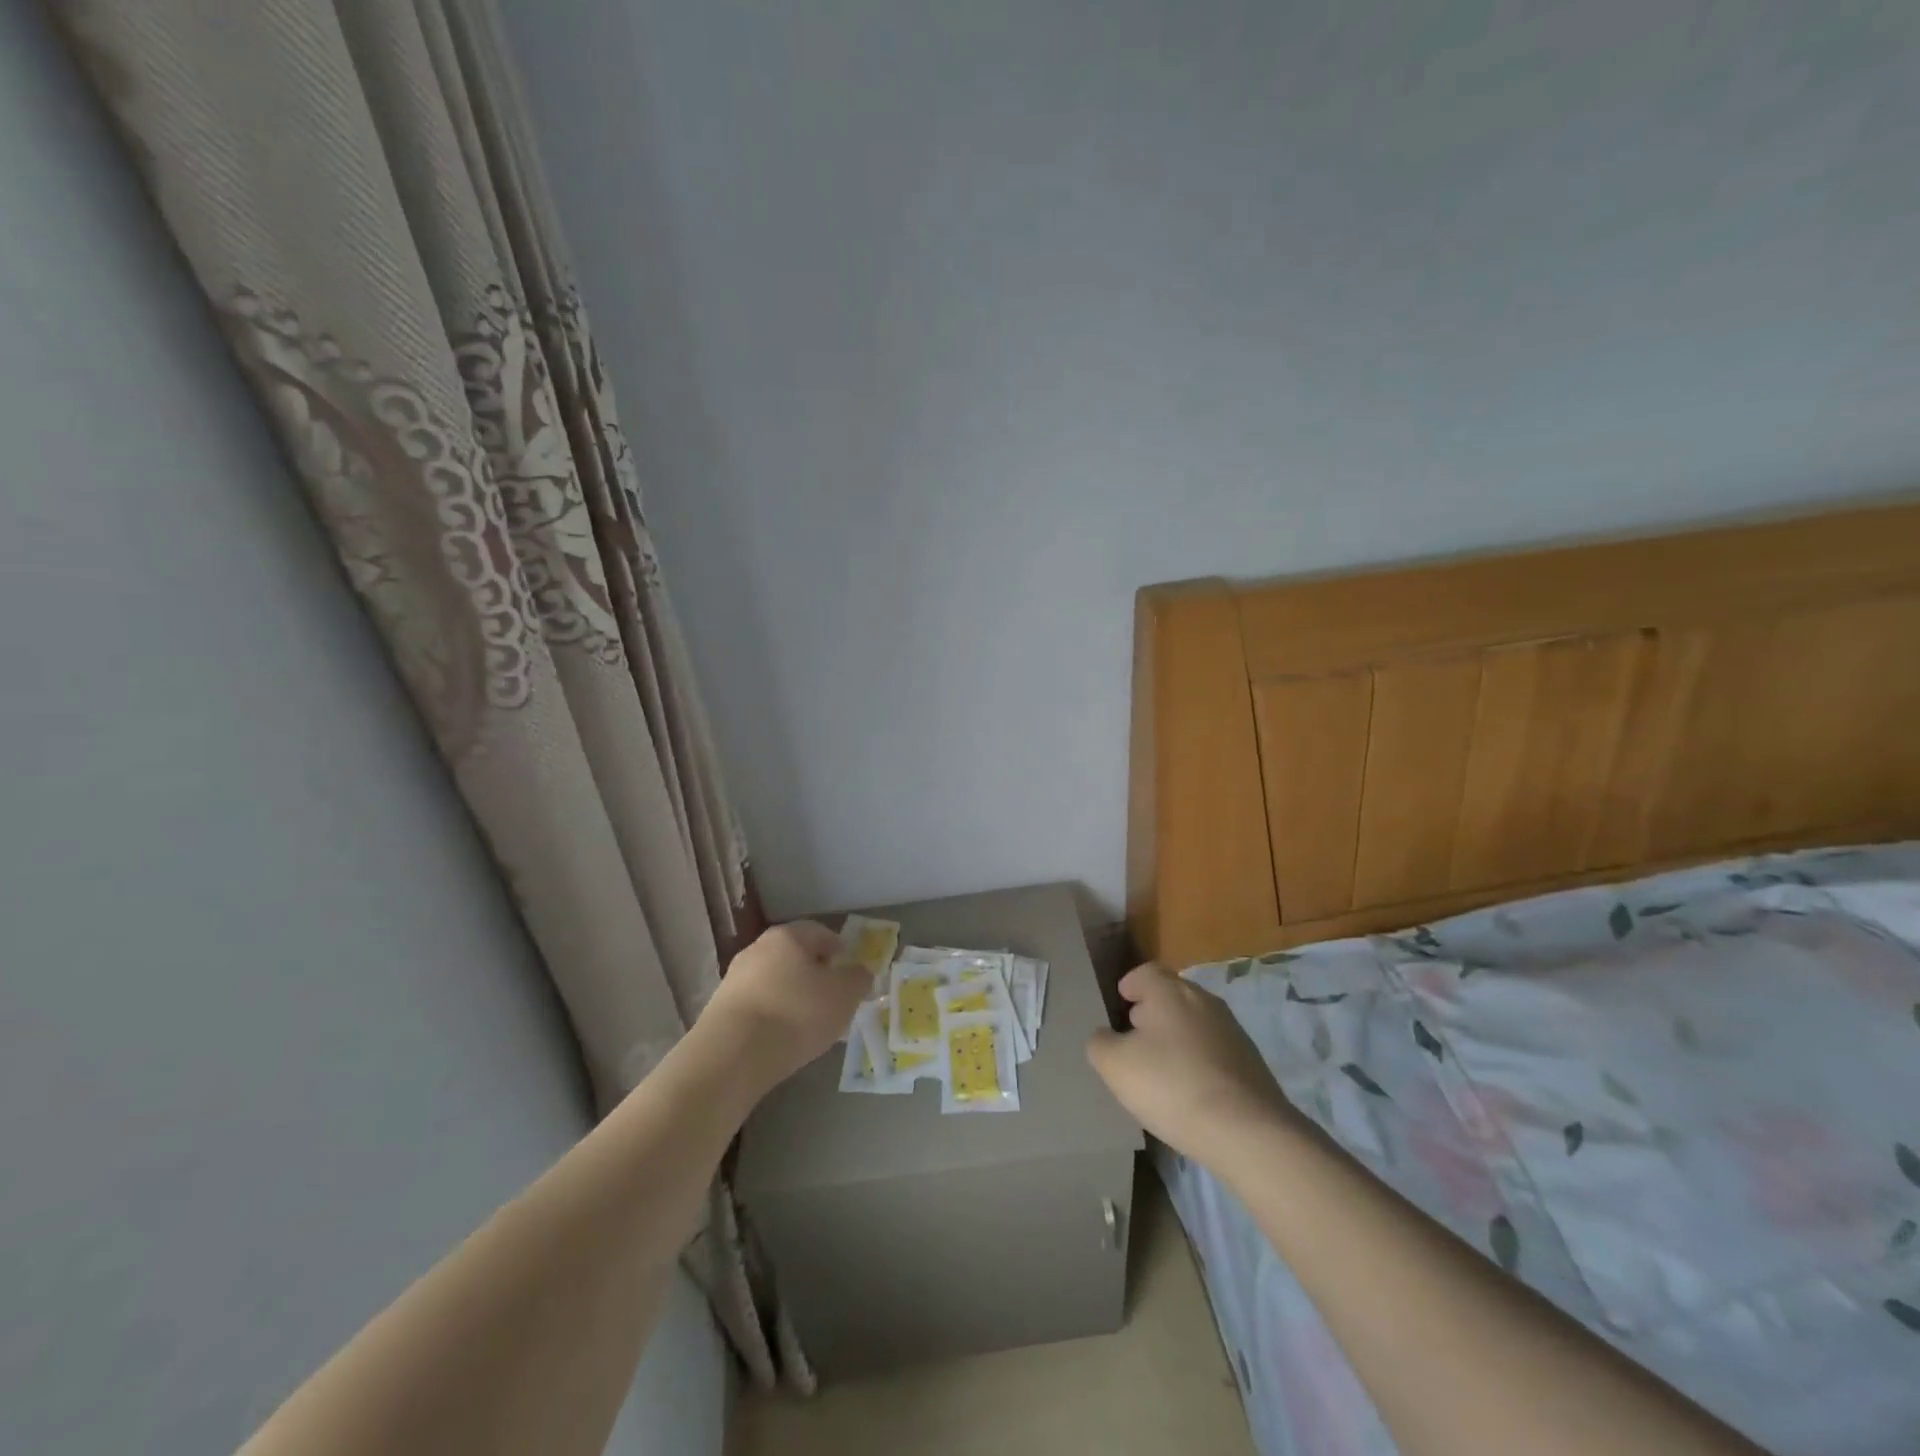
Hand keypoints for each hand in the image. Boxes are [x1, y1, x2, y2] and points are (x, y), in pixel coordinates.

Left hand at [697, 921, 871, 1089]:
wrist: (732, 1055)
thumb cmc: (797, 1013)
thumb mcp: (844, 995)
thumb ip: (858, 979)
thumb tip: (859, 971)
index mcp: (788, 936)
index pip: (819, 932)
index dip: (837, 947)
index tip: (848, 966)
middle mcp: (757, 949)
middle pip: (793, 955)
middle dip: (814, 972)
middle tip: (832, 995)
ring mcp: (734, 979)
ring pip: (774, 980)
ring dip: (792, 994)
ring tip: (808, 1022)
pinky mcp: (720, 1010)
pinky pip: (757, 1005)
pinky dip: (773, 1014)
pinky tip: (782, 1037)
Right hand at [1087, 963, 1297, 1171]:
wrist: (1247, 1131)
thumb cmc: (1171, 1085)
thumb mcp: (1116, 1066)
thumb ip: (1100, 1043)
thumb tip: (1105, 1037)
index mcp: (1170, 992)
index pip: (1146, 972)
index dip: (1130, 985)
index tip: (1120, 1004)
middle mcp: (1203, 1000)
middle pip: (1172, 995)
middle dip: (1152, 1012)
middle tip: (1134, 1039)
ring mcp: (1232, 1030)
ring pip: (1194, 1023)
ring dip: (1176, 1038)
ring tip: (1160, 1069)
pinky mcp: (1251, 1061)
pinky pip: (1214, 1050)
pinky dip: (1198, 1061)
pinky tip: (1190, 1091)